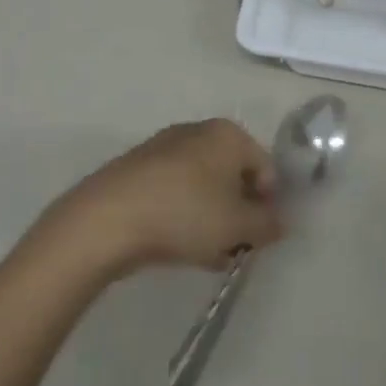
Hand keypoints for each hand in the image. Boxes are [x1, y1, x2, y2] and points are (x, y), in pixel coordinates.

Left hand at [42, 119, 283, 277]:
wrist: (108, 218)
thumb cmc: (185, 214)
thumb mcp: (238, 226)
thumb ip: (266, 224)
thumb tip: (278, 222)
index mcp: (228, 134)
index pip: (265, 168)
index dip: (268, 205)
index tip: (258, 237)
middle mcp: (199, 131)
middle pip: (233, 175)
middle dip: (237, 213)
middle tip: (233, 247)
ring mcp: (165, 147)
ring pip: (203, 186)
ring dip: (211, 218)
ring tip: (205, 254)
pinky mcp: (139, 168)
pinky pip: (176, 191)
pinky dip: (183, 214)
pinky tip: (177, 245)